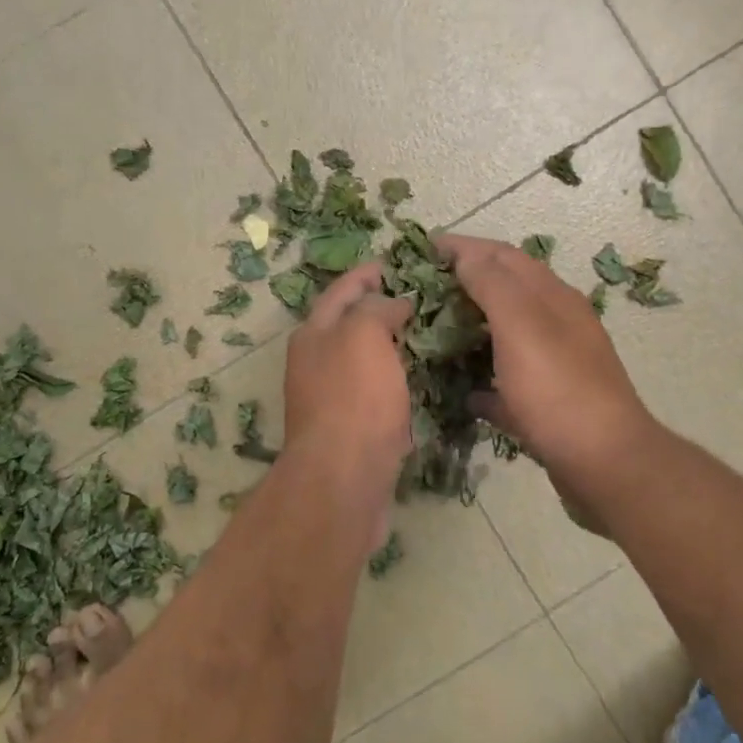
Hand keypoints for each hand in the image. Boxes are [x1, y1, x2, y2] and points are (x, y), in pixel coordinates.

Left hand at [283, 263, 413, 540]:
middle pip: (350, 325)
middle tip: (421, 298)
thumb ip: (377, 309)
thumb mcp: (363, 336)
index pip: (341, 291)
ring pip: (365, 361)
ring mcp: (332, 398)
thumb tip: (393, 303)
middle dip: (380, 308)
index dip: (366, 273)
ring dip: (391, 346)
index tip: (395, 262)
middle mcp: (316, 363)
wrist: (343, 480)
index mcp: (313, 334)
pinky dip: (397, 380)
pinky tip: (422, 380)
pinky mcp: (351, 430)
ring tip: (428, 334)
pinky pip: (377, 393)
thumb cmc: (353, 399)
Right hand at [439, 235, 659, 519]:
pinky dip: (483, 380)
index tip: (421, 248)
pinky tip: (460, 391)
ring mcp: (555, 366)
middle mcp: (556, 324)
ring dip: (470, 330)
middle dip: (463, 285)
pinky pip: (508, 384)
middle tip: (419, 292)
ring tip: (431, 334)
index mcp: (552, 298)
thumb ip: (493, 285)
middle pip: (504, 292)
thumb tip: (467, 255)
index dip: (463, 247)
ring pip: (505, 336)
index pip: (502, 256)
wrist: (605, 466)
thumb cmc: (558, 390)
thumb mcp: (522, 326)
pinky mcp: (548, 405)